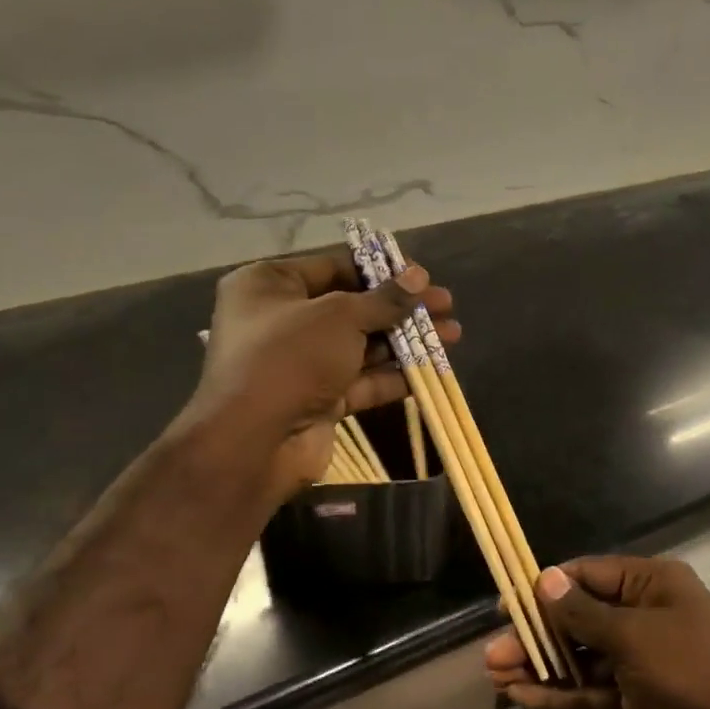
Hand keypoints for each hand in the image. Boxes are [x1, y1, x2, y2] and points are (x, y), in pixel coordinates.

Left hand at [179, 247, 458, 500]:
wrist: (255, 442)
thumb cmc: (290, 357)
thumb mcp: (340, 316)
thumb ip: (384, 299)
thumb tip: (418, 277)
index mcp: (270, 285)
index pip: (334, 266)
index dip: (381, 269)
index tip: (421, 275)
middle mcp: (283, 320)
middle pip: (353, 307)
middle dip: (402, 307)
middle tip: (445, 304)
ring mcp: (302, 363)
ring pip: (363, 345)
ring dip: (407, 340)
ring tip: (453, 334)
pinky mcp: (319, 399)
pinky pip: (362, 380)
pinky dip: (395, 374)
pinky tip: (433, 367)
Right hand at [486, 556, 709, 708]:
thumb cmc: (693, 671)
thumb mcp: (635, 636)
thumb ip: (584, 613)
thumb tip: (544, 579)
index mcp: (652, 584)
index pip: (589, 574)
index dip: (547, 587)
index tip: (508, 604)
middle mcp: (646, 615)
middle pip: (581, 618)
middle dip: (538, 635)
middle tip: (492, 654)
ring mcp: (643, 660)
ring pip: (583, 657)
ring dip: (544, 666)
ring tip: (497, 676)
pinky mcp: (640, 700)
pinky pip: (594, 690)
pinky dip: (563, 693)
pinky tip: (525, 697)